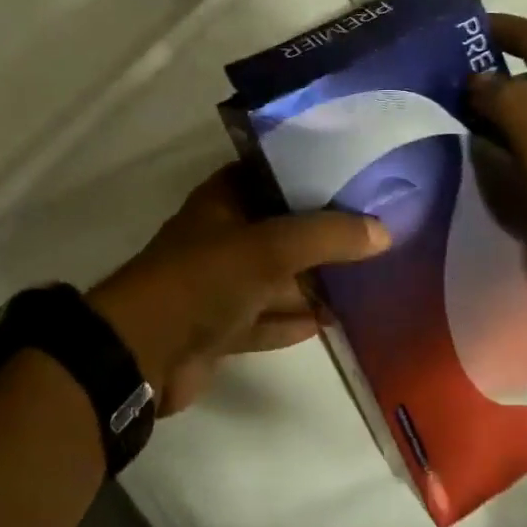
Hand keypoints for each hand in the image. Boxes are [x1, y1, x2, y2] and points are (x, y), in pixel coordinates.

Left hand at [87, 166, 390, 412]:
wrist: (142, 354)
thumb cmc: (204, 279)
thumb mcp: (270, 247)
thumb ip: (328, 235)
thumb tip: (384, 231)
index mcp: (224, 201)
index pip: (272, 174)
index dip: (311, 172)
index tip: (357, 174)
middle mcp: (222, 237)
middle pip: (280, 228)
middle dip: (322, 233)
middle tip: (374, 230)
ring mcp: (220, 285)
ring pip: (276, 277)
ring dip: (313, 281)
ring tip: (366, 276)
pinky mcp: (221, 328)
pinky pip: (267, 318)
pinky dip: (295, 320)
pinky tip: (333, 320)